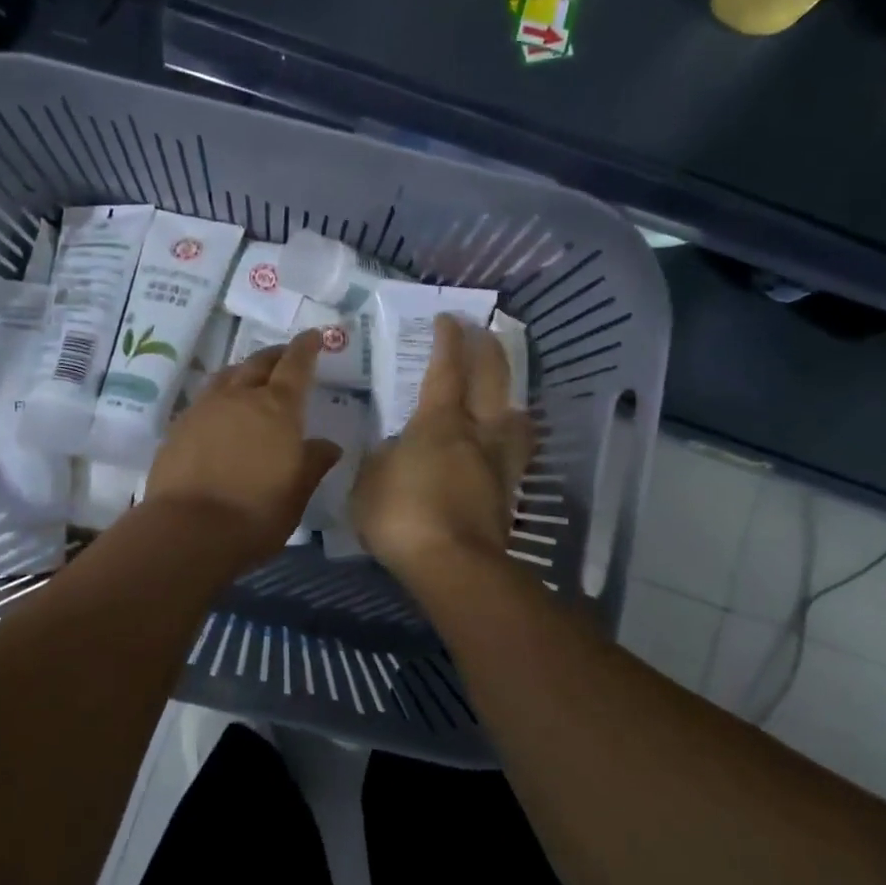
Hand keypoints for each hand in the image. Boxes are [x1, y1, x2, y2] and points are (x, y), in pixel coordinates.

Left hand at [145, 329, 342, 566]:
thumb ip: (313, 463)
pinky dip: (220, 395)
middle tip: (286, 357)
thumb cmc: (255, 513)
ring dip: (244, 370)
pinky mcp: (179, 426)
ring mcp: (205, 408)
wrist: (188, 530)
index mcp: (277, 408)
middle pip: (259, 363)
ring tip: (252, 378)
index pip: (295, 365)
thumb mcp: (297, 493)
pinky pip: (205, 397)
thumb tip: (328, 446)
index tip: (314, 336)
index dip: (306, 348)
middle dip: (276, 356)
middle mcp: (240, 397)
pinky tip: (221, 411)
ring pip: (228, 375)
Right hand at [352, 314, 533, 580]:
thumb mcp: (369, 482)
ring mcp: (498, 464)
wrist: (453, 566)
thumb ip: (380, 459)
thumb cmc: (402, 516)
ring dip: (511, 395)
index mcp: (439, 423)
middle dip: (488, 350)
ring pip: (515, 418)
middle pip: (492, 380)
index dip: (448, 341)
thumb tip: (392, 451)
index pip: (447, 369)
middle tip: (484, 331)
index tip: (449, 318)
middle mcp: (476, 433)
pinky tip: (502, 445)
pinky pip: (514, 454)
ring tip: (504, 392)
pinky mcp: (508, 495)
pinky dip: (510, 439)